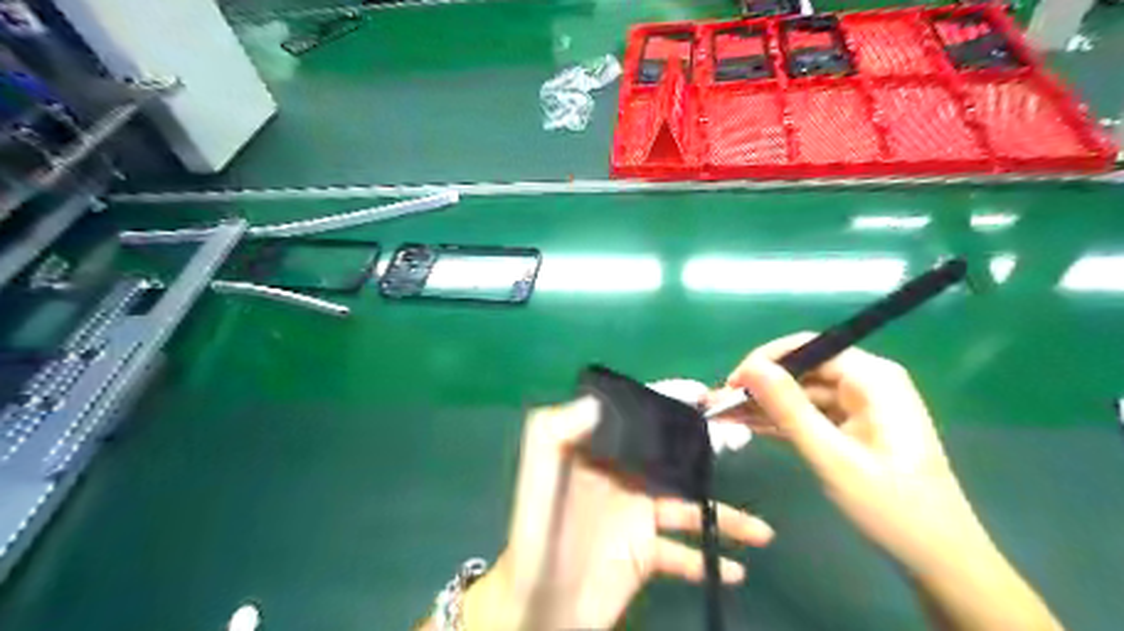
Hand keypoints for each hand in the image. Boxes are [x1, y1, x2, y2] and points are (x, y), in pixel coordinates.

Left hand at [466, 397, 773, 626]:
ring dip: (724, 515)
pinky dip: (710, 560)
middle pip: (671, 456)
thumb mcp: (539, 474)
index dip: (666, 401)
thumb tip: (597, 401)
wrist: (539, 603)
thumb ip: (556, 431)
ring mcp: (636, 518)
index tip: (703, 395)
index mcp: (598, 454)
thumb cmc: (538, 533)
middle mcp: (621, 478)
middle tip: (743, 442)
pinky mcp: (644, 554)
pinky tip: (735, 568)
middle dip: (705, 448)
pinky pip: (684, 553)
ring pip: (688, 507)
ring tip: (760, 530)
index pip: (636, 419)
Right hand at [709, 332, 1063, 627]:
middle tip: (719, 405)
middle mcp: (866, 383)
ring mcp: (859, 406)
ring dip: (763, 405)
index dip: (765, 361)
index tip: (731, 384)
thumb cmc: (891, 506)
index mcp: (872, 378)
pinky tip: (747, 426)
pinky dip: (780, 421)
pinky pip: (808, 414)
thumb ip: (789, 408)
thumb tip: (750, 368)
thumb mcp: (832, 456)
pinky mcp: (852, 427)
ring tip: (722, 415)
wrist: (938, 559)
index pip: (809, 348)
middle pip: (801, 370)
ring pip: (800, 393)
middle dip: (759, 386)